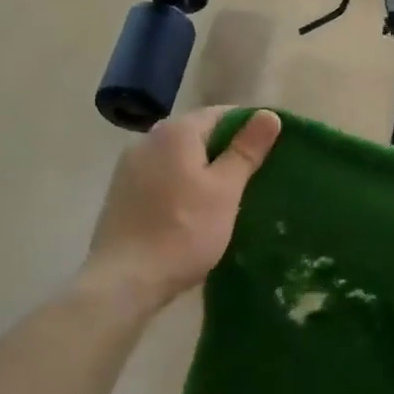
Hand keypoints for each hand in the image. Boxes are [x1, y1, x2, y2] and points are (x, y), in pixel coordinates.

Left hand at [83, 108, 281, 310]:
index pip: (221, 113)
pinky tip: (194, 209)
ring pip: (178, 158)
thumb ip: (246, 150)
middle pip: (197, 134)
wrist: (125, 279)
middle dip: (226, 149)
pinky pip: (161, 177)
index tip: (272, 149)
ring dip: (203, 168)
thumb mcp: (225, 190)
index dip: (249, 127)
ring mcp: (129, 167)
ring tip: (228, 195)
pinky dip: (182, 184)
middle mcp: (147, 139)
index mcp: (175, 132)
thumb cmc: (184, 231)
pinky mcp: (121, 193)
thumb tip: (269, 114)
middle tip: (255, 175)